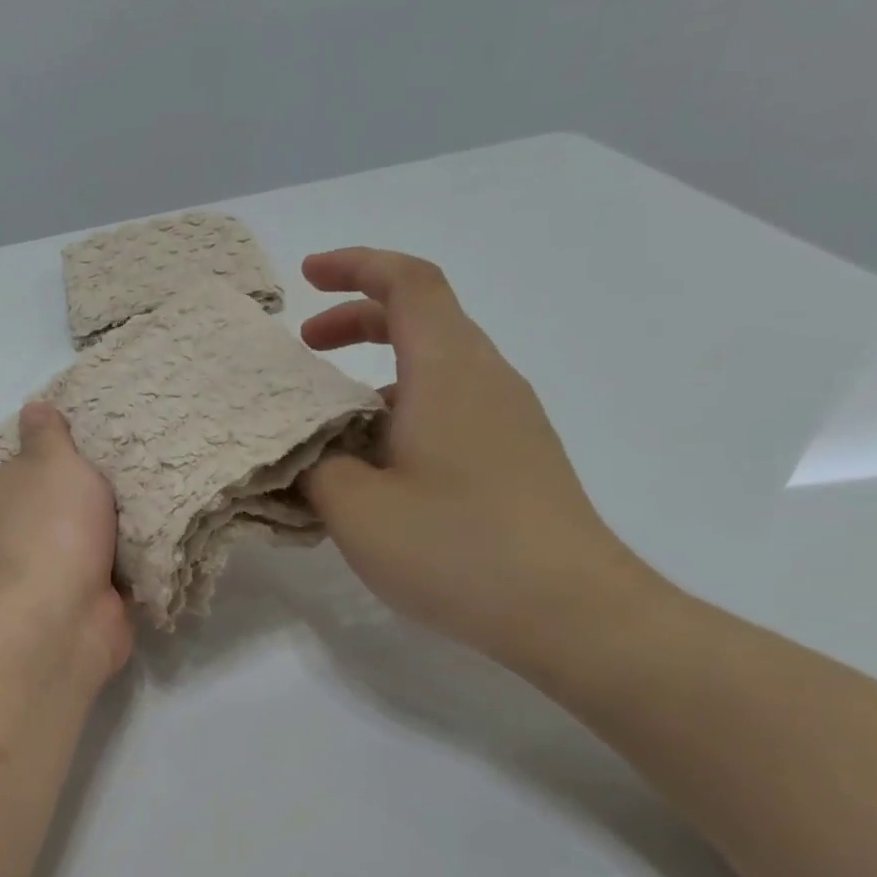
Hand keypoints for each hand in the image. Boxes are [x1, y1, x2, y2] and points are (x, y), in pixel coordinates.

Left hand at [0, 403, 131, 682]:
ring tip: (138, 514)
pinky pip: (90, 576)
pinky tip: (142, 550)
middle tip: (119, 484)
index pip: (9, 471)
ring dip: (100, 537)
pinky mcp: (56, 607)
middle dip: (80, 502)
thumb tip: (33, 408)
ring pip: (69, 543)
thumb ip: (47, 434)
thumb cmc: (49, 525)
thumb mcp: (52, 461)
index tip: (82, 460)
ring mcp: (24, 577)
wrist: (60, 616)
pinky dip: (112, 569)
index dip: (46, 464)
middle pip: (43, 508)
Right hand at [298, 248, 659, 669]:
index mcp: (449, 372)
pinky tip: (374, 465)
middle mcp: (486, 380)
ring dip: (376, 373)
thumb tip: (309, 452)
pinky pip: (450, 407)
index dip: (356, 265)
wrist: (570, 611)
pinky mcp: (515, 456)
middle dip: (358, 320)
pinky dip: (401, 409)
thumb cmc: (456, 548)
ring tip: (328, 420)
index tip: (307, 275)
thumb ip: (316, 467)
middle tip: (305, 346)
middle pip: (424, 318)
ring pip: (436, 367)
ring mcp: (508, 419)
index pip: (409, 283)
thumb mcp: (356, 509)